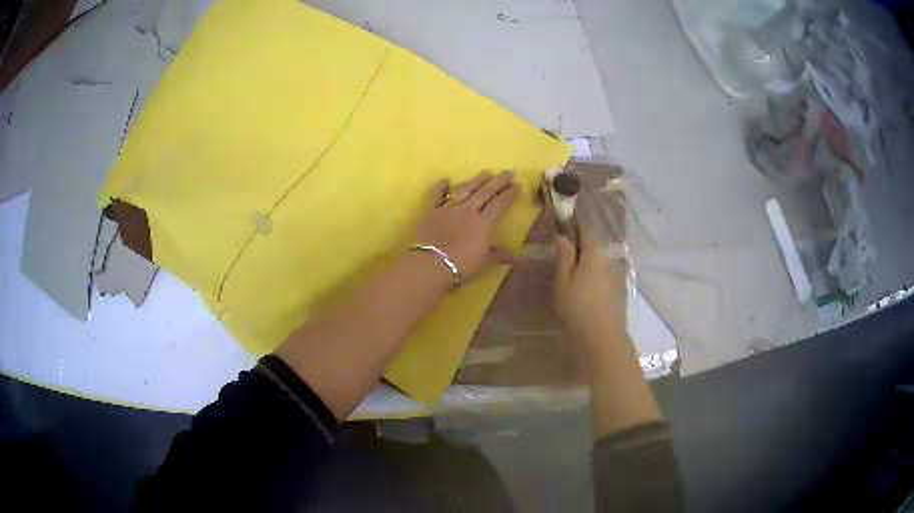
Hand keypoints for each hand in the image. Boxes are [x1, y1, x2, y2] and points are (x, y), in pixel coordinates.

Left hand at [416, 171, 518, 282]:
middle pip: (485, 192)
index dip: (509, 195)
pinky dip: (440, 187)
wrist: (431, 266)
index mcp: (483, 223)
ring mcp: (448, 209)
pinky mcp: (431, 212)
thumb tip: (514, 255)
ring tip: (485, 172)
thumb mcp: (484, 263)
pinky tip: (445, 180)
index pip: (499, 204)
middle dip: (498, 182)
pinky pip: (436, 196)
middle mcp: (467, 211)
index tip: (517, 186)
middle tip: (508, 173)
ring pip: (464, 190)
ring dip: (475, 180)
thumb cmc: (461, 267)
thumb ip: (498, 255)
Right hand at [554, 227, 627, 352]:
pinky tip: (586, 294)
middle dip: (580, 249)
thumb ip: (564, 257)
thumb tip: (562, 236)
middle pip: (594, 248)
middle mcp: (608, 262)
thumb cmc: (577, 308)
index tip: (563, 230)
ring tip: (573, 280)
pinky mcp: (618, 291)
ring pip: (599, 263)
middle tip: (563, 261)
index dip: (575, 227)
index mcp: (594, 256)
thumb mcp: (563, 282)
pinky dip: (594, 278)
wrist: (602, 338)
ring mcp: (615, 277)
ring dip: (587, 266)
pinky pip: (604, 277)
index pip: (587, 231)